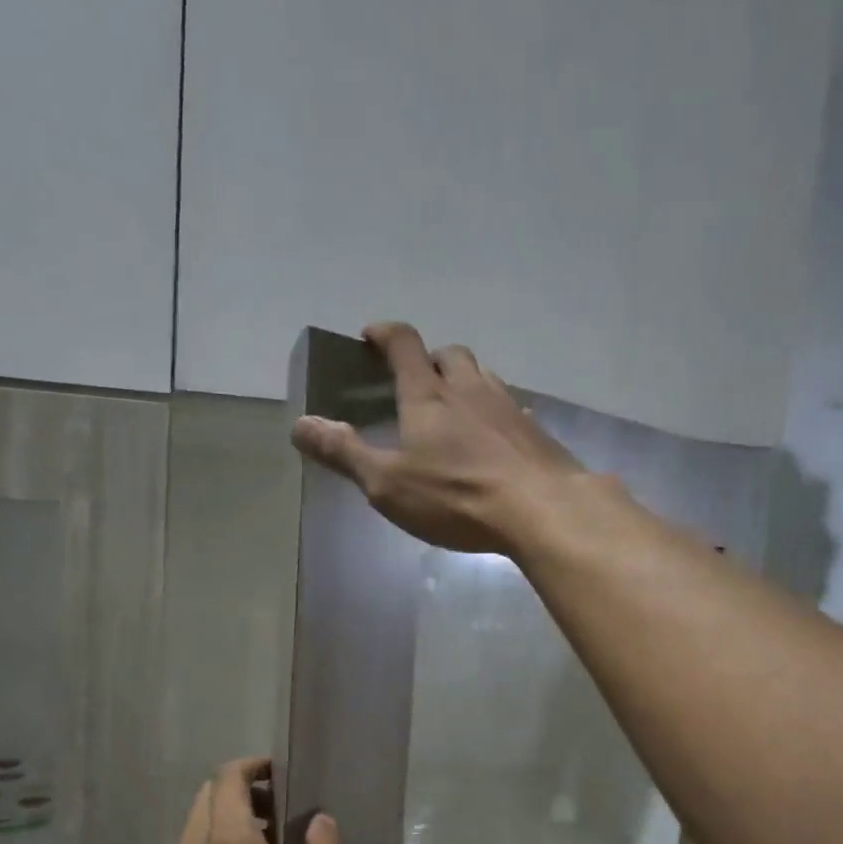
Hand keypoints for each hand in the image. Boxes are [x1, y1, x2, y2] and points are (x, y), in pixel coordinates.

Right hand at [291, 321, 587, 553]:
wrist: (541, 509)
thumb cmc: (456, 496)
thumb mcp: (387, 484)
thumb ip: (344, 453)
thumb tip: (300, 424)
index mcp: (428, 396)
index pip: (404, 345)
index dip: (385, 334)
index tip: (371, 336)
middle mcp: (469, 389)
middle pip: (451, 354)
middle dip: (430, 358)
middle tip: (417, 379)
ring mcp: (508, 407)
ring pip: (484, 376)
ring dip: (465, 380)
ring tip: (454, 405)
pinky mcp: (535, 431)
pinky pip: (512, 408)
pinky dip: (496, 412)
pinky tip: (496, 435)